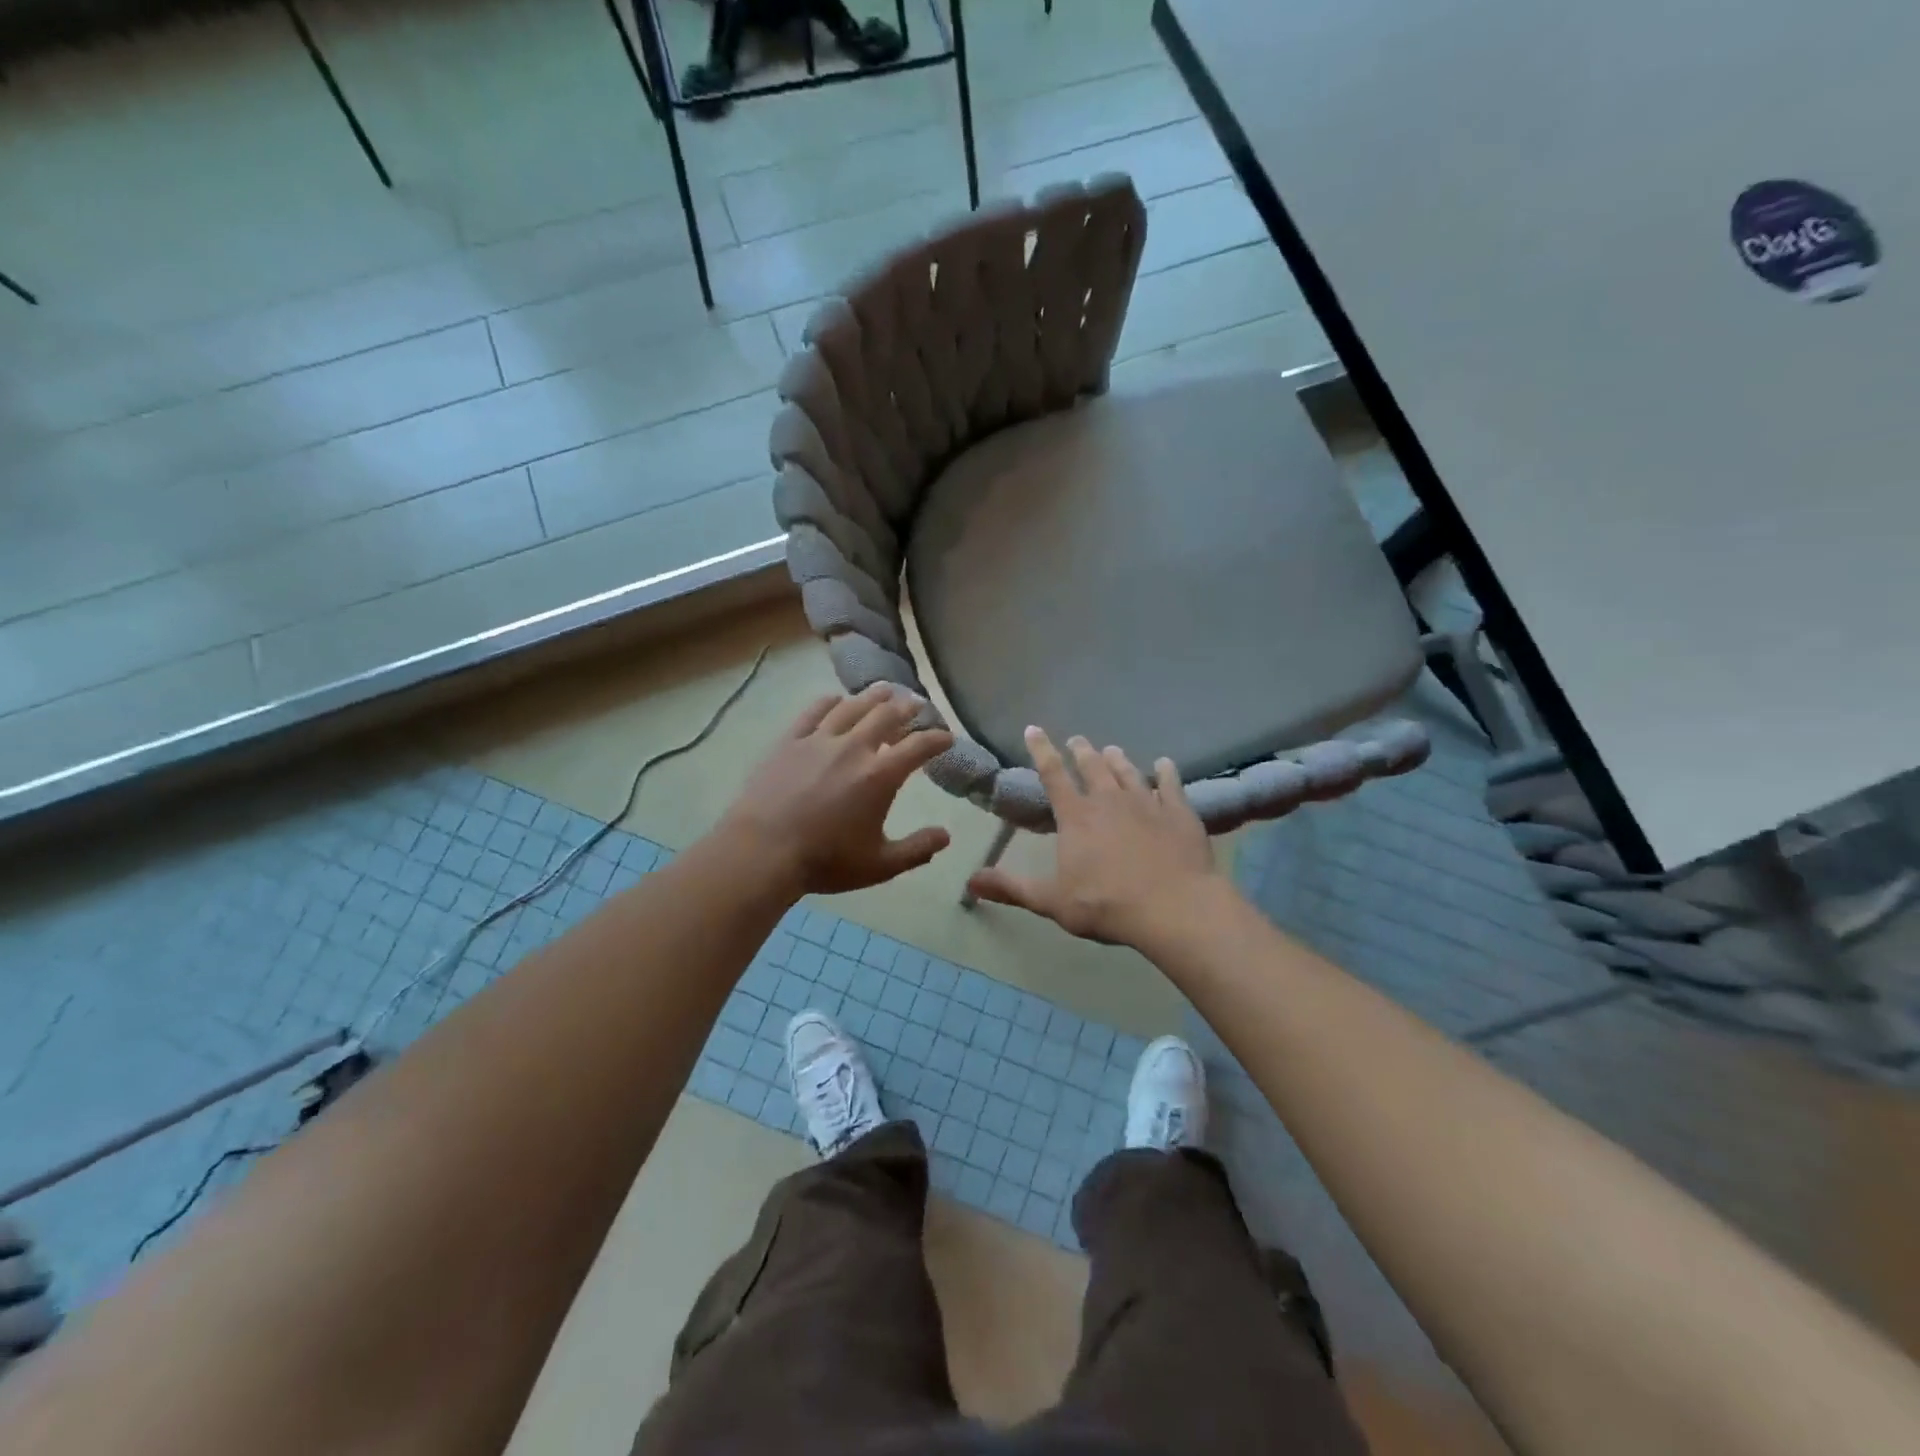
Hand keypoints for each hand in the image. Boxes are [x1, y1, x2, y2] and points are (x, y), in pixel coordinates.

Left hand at [718, 684, 954, 895]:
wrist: (762, 852)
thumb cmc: (825, 861)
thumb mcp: (880, 865)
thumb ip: (917, 849)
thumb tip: (946, 836)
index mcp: (880, 776)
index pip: (918, 747)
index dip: (937, 739)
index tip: (946, 736)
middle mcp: (854, 748)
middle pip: (887, 715)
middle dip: (907, 708)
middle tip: (917, 704)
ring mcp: (819, 740)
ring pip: (852, 707)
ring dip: (873, 697)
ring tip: (885, 690)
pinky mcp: (790, 741)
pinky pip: (814, 711)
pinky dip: (830, 702)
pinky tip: (836, 699)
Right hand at [967, 728, 1220, 946]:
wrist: (1173, 907)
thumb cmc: (1106, 904)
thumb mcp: (1052, 901)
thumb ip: (1012, 888)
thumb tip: (970, 881)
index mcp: (1076, 816)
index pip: (1052, 774)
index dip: (1041, 750)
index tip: (1034, 729)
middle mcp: (1109, 800)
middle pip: (1092, 766)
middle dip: (1082, 751)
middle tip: (1077, 740)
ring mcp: (1147, 802)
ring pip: (1128, 771)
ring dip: (1117, 759)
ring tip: (1111, 749)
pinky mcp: (1179, 812)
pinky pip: (1171, 784)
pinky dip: (1166, 772)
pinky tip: (1164, 764)